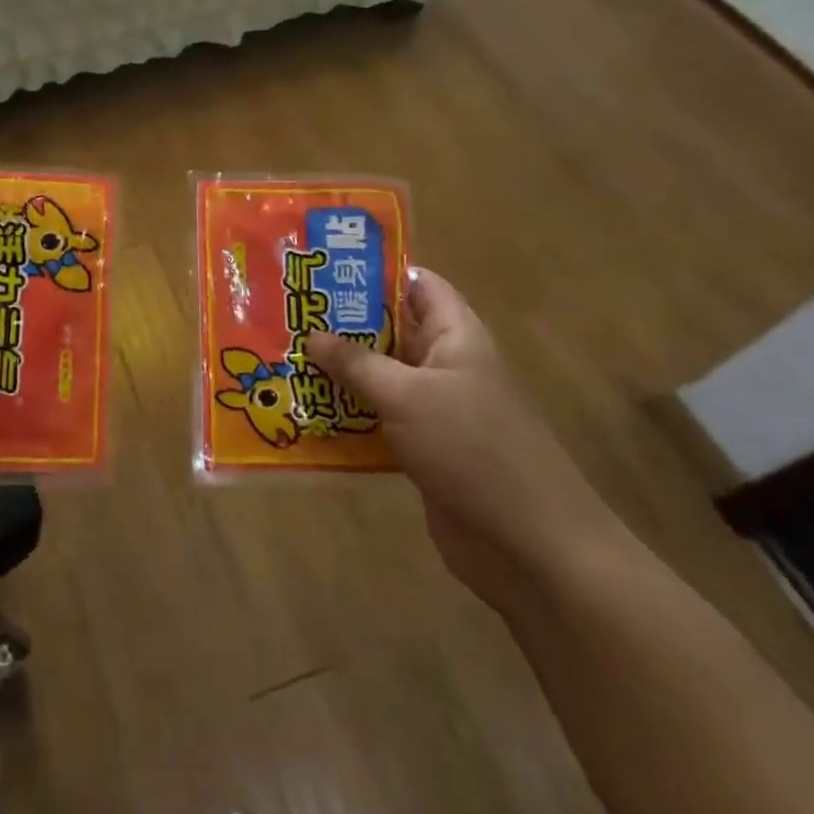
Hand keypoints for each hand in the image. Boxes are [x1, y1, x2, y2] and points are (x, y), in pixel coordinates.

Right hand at [307, 270, 628, 612]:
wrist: (530, 546)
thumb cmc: (473, 450)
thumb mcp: (407, 396)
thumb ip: (356, 363)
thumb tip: (311, 335)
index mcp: (455, 336)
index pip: (418, 284)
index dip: (375, 271)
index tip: (322, 267)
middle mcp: (445, 364)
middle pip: (390, 329)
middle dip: (341, 323)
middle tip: (287, 313)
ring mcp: (435, 409)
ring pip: (379, 376)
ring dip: (338, 372)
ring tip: (283, 357)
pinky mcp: (423, 447)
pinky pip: (378, 418)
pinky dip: (347, 414)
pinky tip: (305, 412)